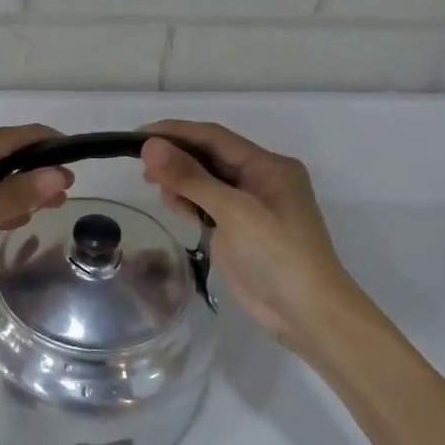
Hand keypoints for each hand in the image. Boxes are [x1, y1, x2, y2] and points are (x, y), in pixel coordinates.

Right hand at [139, 120, 377, 355]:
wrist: (307, 312)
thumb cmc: (276, 254)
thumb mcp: (233, 211)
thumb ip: (191, 177)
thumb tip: (150, 146)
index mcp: (268, 165)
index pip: (214, 137)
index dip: (175, 132)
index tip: (137, 136)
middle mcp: (260, 179)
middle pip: (209, 156)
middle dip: (176, 158)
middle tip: (142, 170)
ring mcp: (250, 205)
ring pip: (206, 180)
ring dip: (181, 182)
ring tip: (162, 194)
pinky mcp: (239, 229)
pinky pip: (208, 204)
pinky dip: (189, 202)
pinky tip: (177, 209)